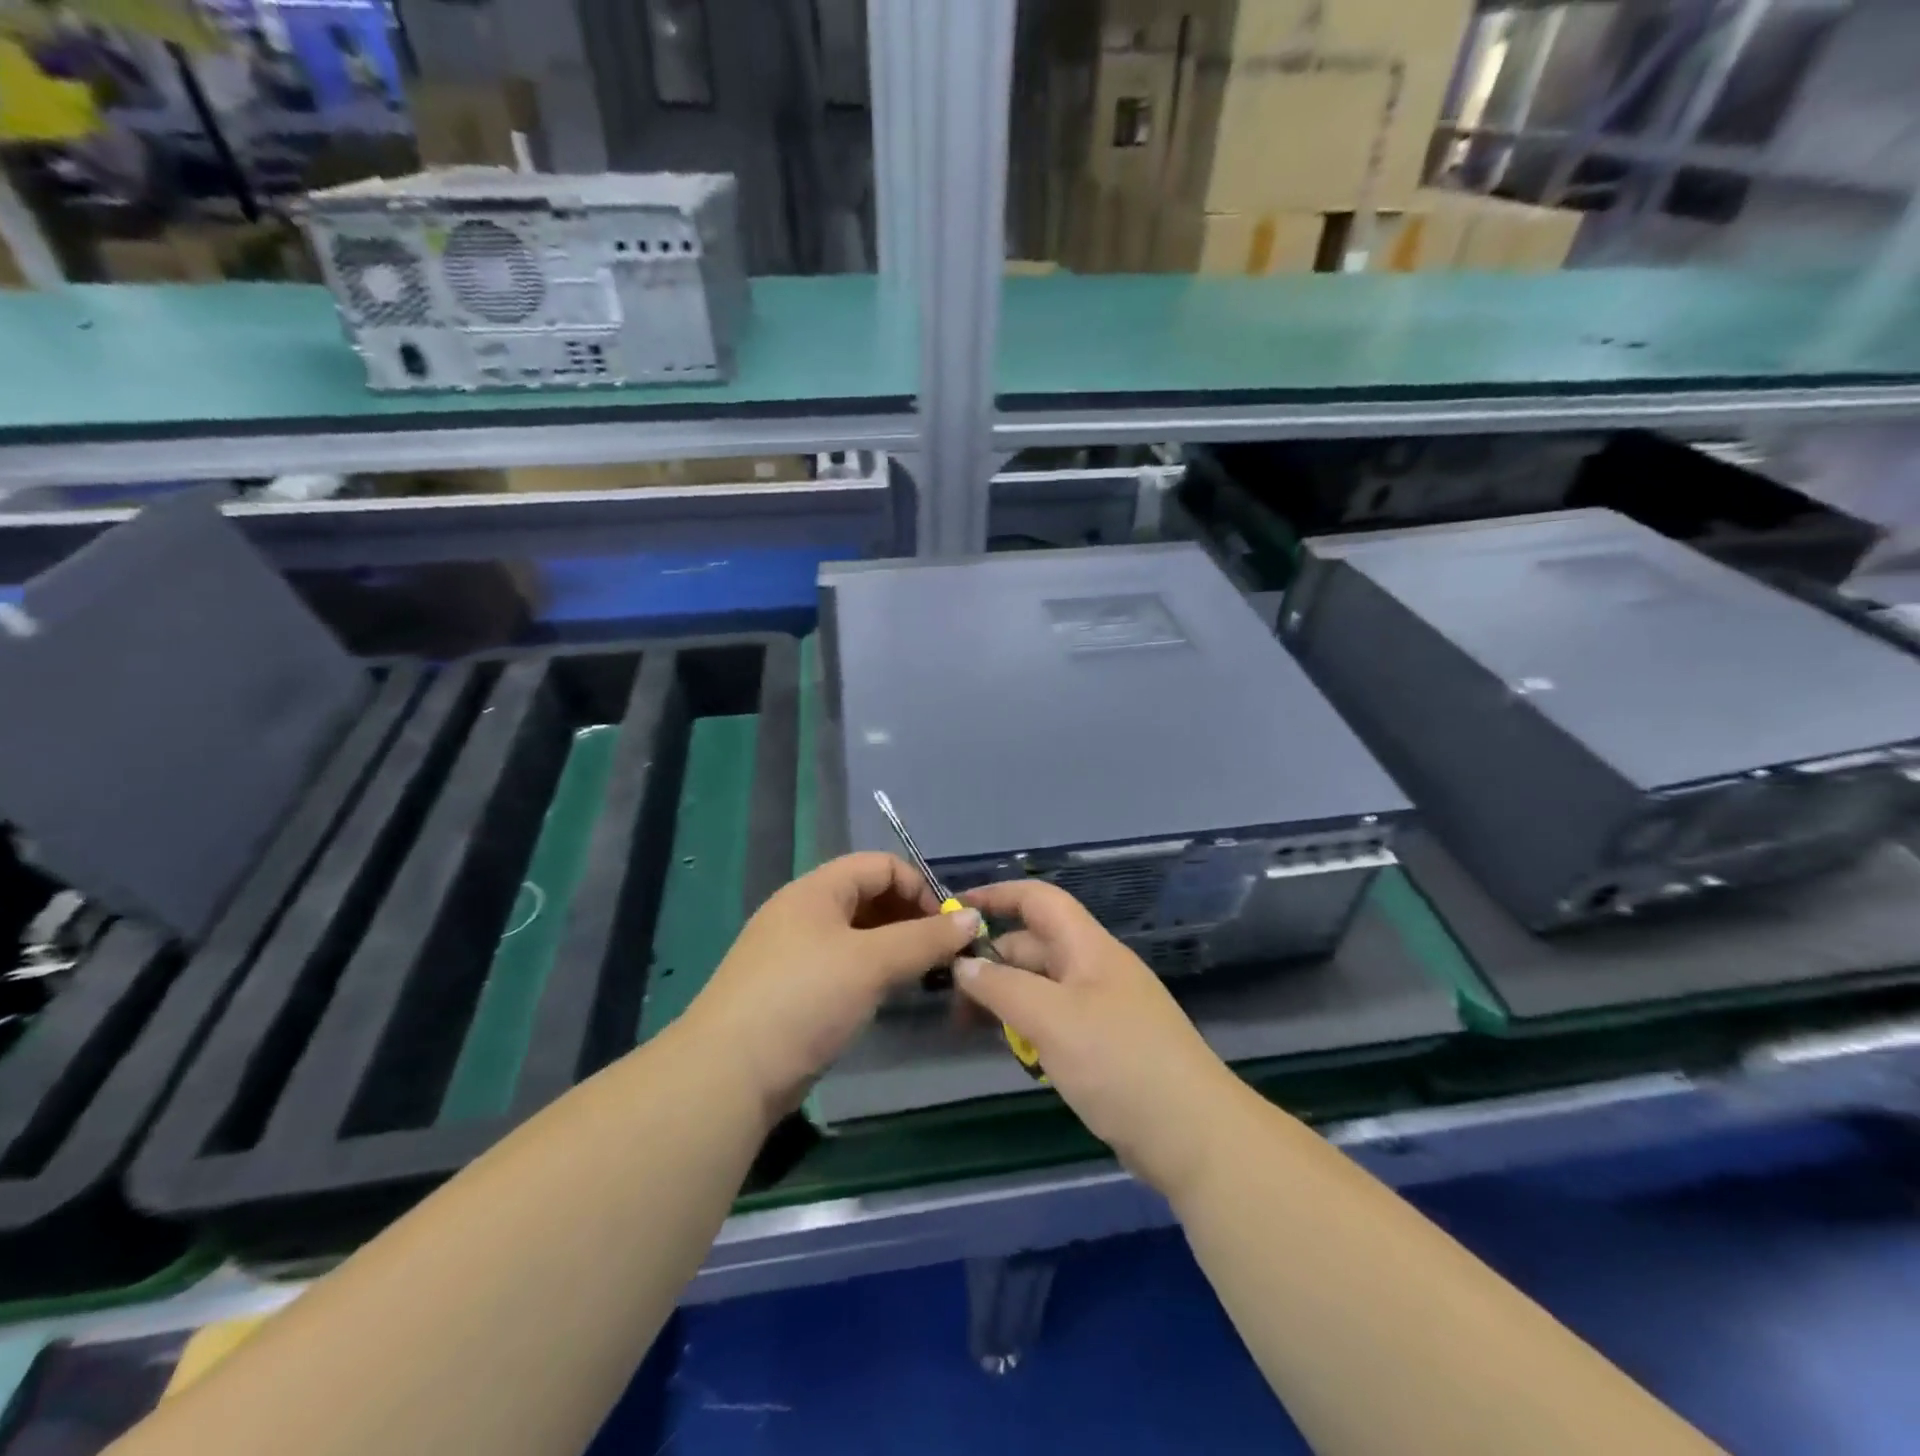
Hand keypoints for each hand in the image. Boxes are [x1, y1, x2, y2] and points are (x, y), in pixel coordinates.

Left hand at [680, 852, 982, 1120]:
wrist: (728, 1073)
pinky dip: (870, 971)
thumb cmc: (805, 998)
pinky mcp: (790, 989)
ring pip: (856, 934)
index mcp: (816, 890)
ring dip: (893, 947)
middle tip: (939, 955)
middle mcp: (803, 912)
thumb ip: (925, 939)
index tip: (946, 927)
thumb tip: (973, 918)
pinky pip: (841, 964)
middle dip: (909, 918)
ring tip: (920, 976)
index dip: (919, 887)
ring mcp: (793, 951)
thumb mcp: (872, 963)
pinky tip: (884, 996)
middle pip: (868, 896)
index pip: (880, 865)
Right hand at [956, 880, 1249, 1199]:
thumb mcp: (1053, 1019)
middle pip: (1035, 946)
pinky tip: (1012, 1050)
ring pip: (1042, 987)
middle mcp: (1095, 970)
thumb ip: (1003, 987)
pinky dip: (1028, 1026)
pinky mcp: (1105, 1047)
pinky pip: (1056, 1021)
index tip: (955, 909)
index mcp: (1089, 948)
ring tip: (968, 1025)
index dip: (998, 896)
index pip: (1039, 900)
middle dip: (991, 959)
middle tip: (947, 992)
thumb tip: (963, 965)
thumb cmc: (1119, 1063)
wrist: (1194, 1137)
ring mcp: (1102, 1009)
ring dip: (1006, 997)